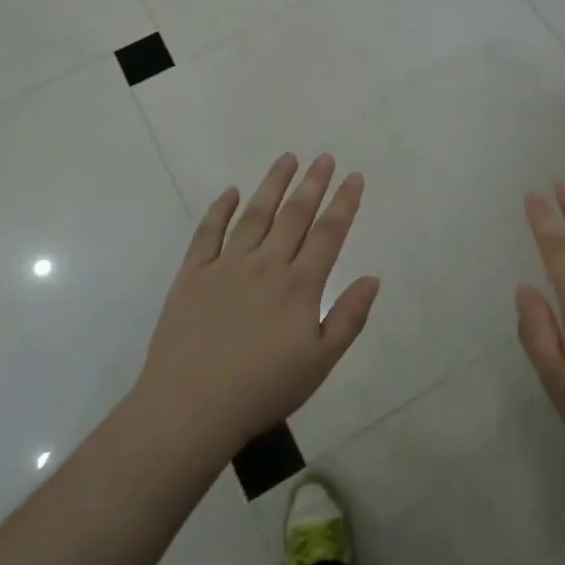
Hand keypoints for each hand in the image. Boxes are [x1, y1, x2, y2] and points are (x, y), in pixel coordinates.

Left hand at [134, 153, 379, 457]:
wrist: (192, 406)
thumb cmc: (263, 389)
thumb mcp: (320, 363)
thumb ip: (348, 318)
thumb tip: (372, 278)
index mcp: (299, 286)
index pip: (328, 234)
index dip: (344, 203)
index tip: (354, 177)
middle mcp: (266, 265)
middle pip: (294, 215)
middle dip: (313, 184)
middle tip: (324, 157)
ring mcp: (226, 266)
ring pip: (255, 215)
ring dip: (272, 184)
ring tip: (287, 159)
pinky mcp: (192, 275)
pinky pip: (208, 233)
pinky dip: (219, 209)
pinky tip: (230, 192)